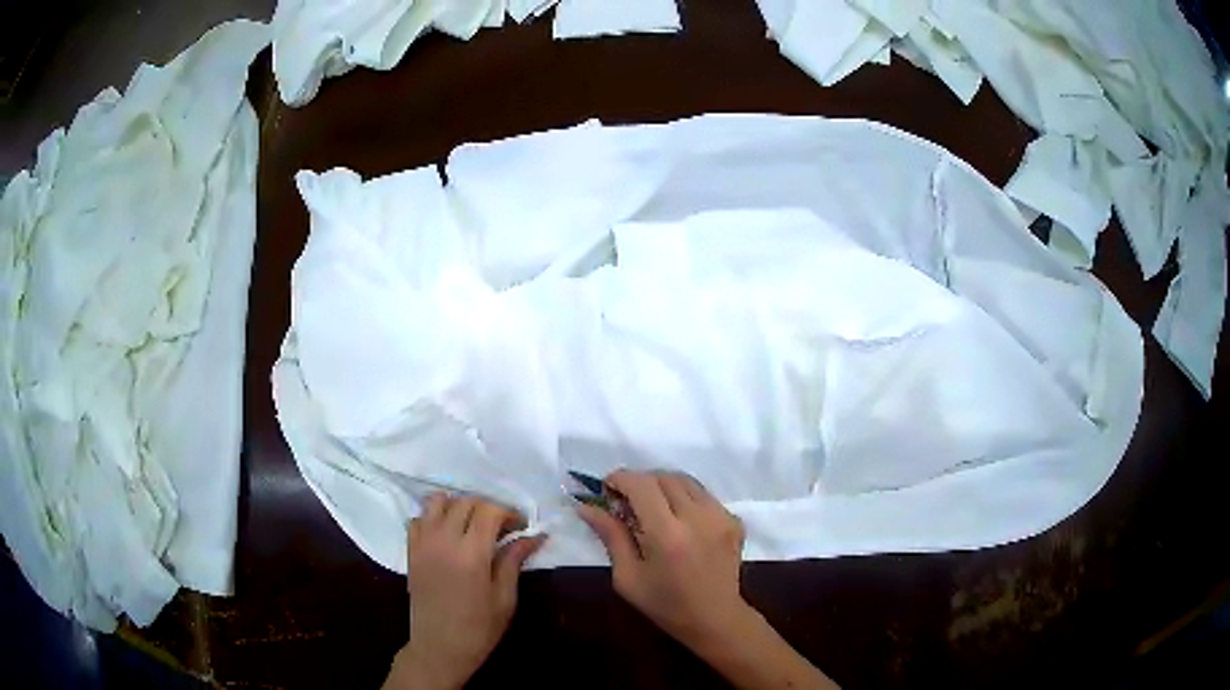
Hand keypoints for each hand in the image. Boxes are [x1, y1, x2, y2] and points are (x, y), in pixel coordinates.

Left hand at [385, 493, 545, 689]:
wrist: (439, 647)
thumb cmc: (478, 628)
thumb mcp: (505, 598)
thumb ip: (514, 561)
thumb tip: (534, 536)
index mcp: (471, 554)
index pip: (489, 511)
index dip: (509, 513)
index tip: (521, 527)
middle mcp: (444, 540)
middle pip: (465, 502)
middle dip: (487, 508)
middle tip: (502, 528)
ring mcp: (423, 543)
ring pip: (437, 502)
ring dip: (458, 506)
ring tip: (472, 525)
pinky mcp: (411, 551)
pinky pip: (418, 518)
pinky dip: (433, 517)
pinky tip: (447, 535)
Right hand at [579, 471, 839, 689]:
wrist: (715, 619)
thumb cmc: (665, 604)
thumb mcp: (627, 577)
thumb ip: (610, 536)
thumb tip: (587, 507)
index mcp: (667, 535)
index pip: (641, 485)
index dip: (620, 479)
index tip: (606, 489)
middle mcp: (697, 518)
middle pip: (663, 477)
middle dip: (639, 481)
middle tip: (625, 501)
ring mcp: (721, 516)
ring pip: (685, 481)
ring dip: (662, 486)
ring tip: (650, 508)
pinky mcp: (734, 520)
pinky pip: (703, 495)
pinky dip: (684, 498)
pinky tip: (677, 521)